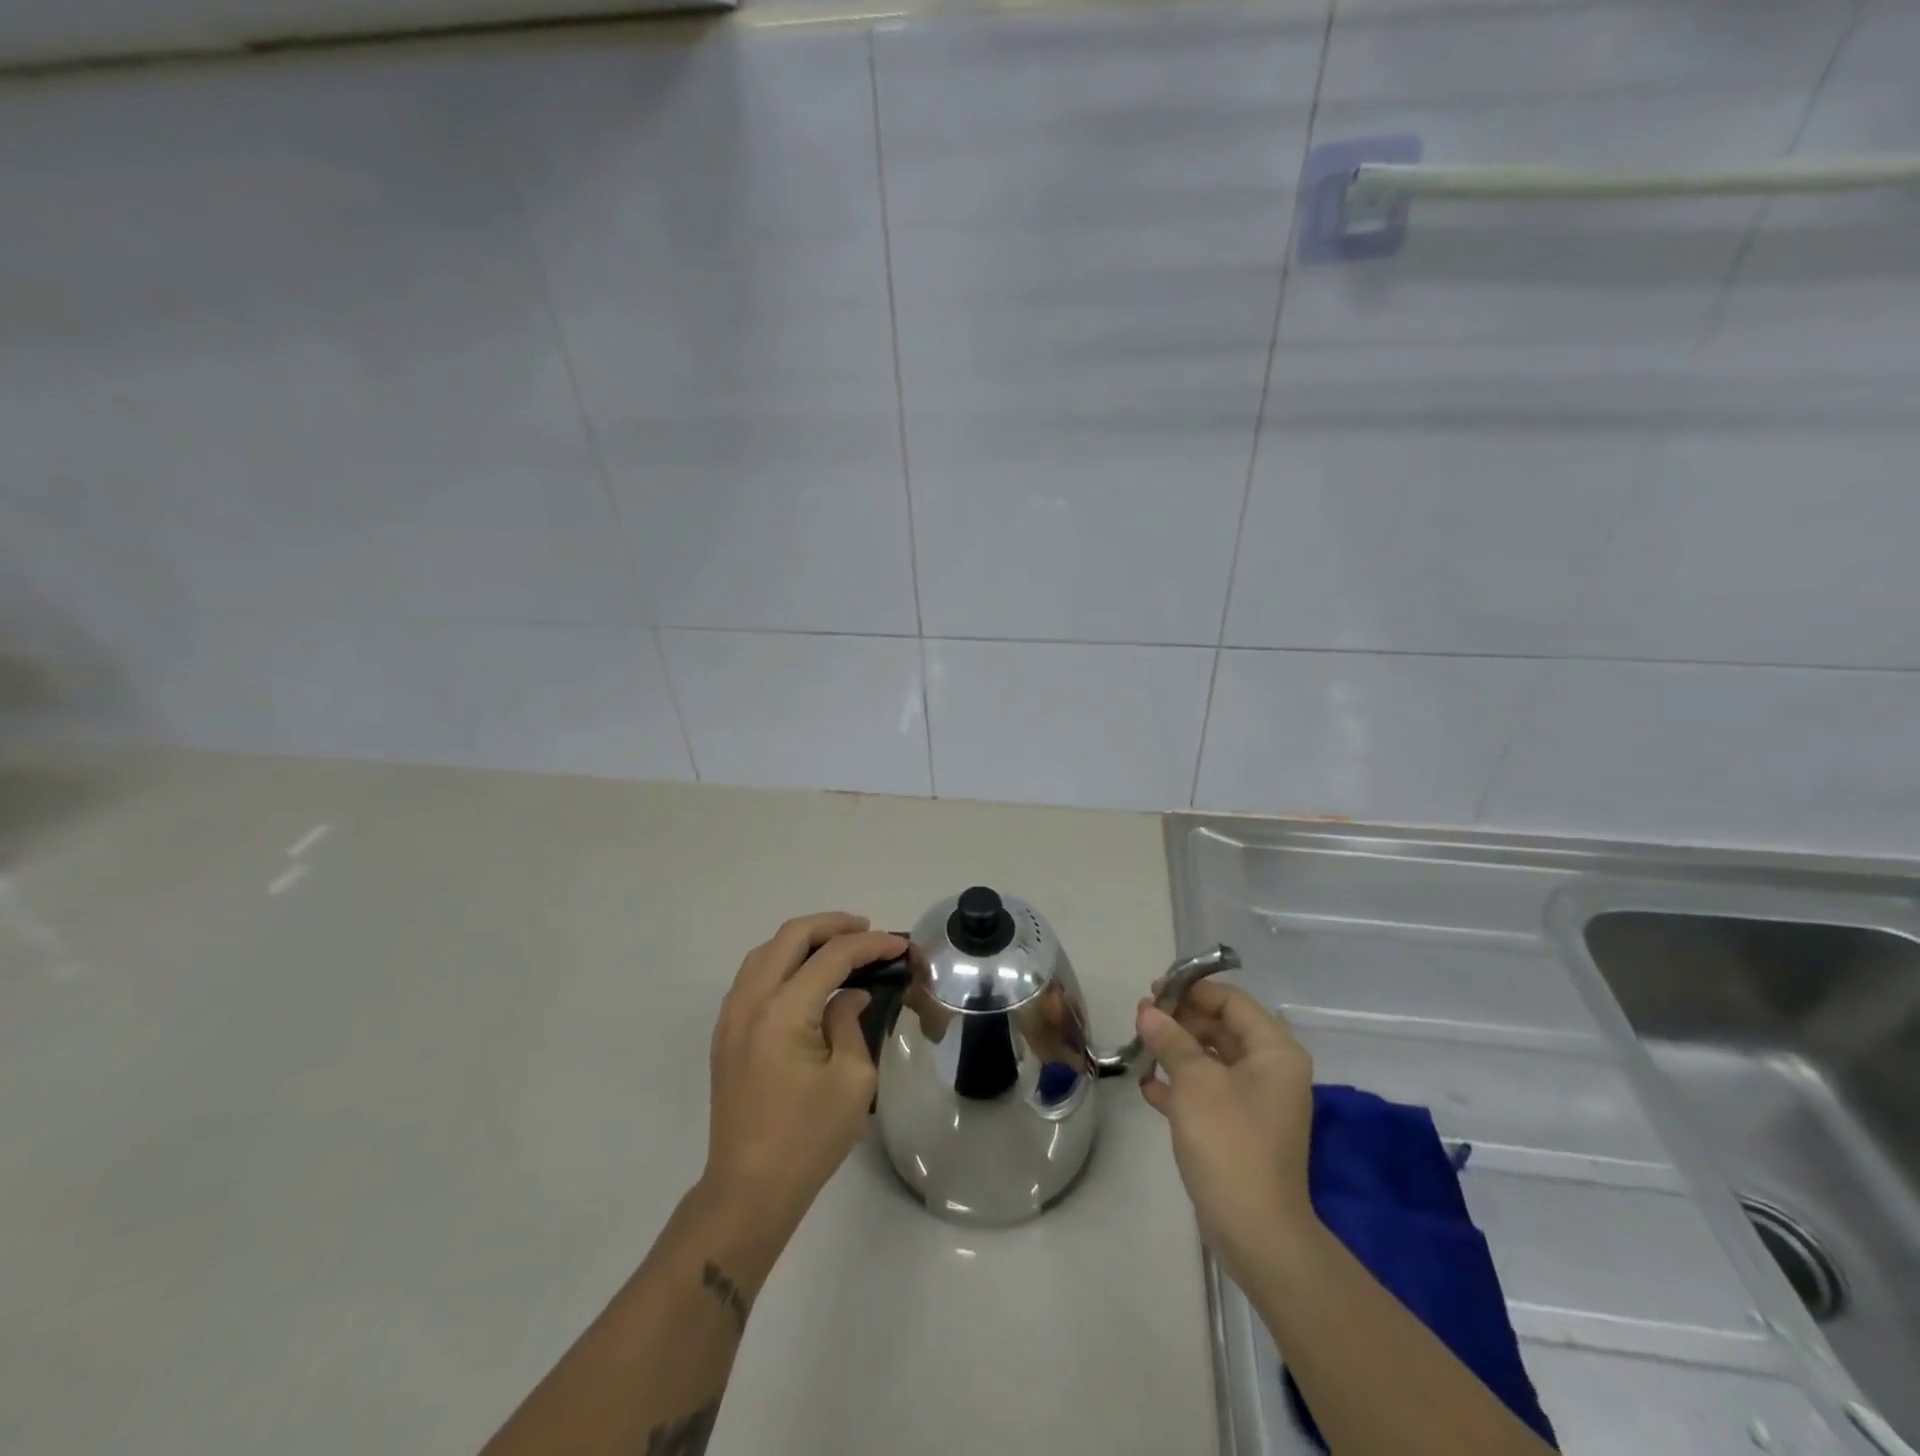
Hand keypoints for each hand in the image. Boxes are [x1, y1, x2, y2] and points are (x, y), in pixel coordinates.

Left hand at [703, 913, 906, 1232]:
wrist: (749, 1189)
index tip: (899, 945)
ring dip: (804, 940)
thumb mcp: (851, 1079)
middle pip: (791, 936)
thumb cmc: (808, 1138)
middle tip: (868, 932)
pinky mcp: (726, 1033)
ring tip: (839, 947)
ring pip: (766, 951)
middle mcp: (751, 1002)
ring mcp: (731, 1016)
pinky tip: (805, 975)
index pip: (832, 957)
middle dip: (833, 925)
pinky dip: (782, 961)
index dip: (870, 945)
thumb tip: (849, 995)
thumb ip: (851, 1022)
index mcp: (784, 1012)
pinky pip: (752, 975)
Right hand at [1135, 980, 1317, 1277]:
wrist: (1255, 1231)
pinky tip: (1148, 1086)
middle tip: (1141, 1017)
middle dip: (1181, 1019)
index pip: (1232, 1001)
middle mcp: (1271, 1071)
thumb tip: (1148, 1011)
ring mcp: (1257, 1102)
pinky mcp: (1240, 1129)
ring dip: (1176, 1050)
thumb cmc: (1230, 1141)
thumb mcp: (1195, 1081)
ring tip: (1140, 1044)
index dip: (1192, 990)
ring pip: (1212, 1059)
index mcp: (1274, 1051)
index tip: (1153, 991)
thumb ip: (1171, 1039)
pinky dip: (1181, 1084)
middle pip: (1222, 1027)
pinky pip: (1208, 1092)